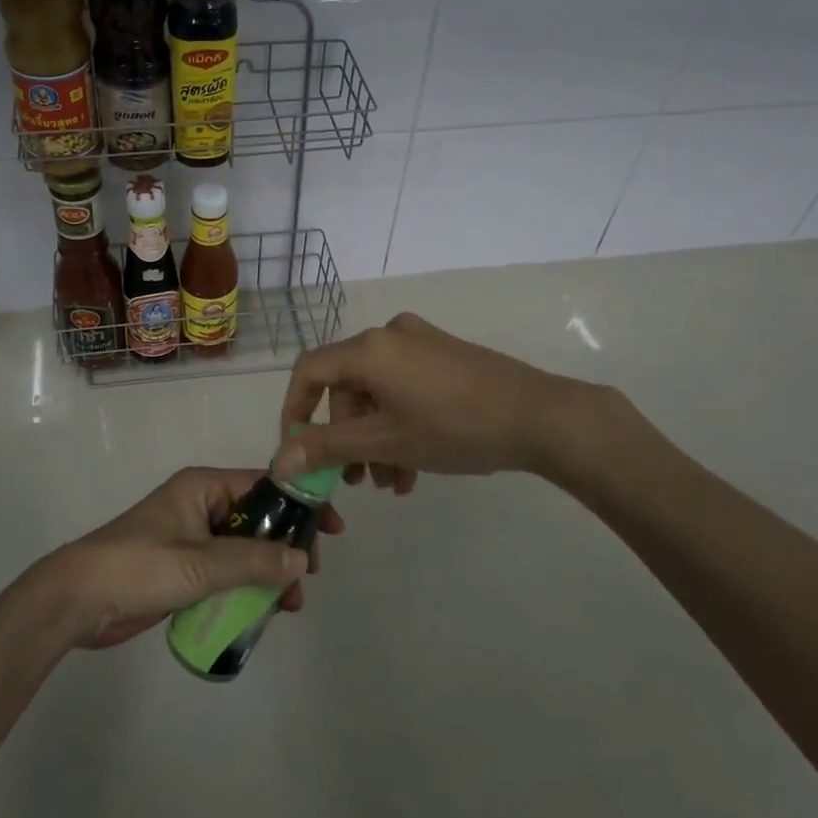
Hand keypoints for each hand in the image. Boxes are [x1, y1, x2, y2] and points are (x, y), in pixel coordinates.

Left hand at [25, 467, 344, 650]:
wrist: (77, 600)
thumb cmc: (138, 566)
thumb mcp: (199, 564)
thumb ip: (252, 561)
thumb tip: (301, 558)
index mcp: (203, 487)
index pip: (264, 485)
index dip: (299, 504)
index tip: (332, 529)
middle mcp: (201, 505)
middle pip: (258, 519)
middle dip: (286, 546)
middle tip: (309, 577)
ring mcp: (192, 538)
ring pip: (245, 549)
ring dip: (269, 573)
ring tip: (289, 606)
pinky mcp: (183, 568)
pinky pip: (227, 571)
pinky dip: (247, 587)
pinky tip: (263, 612)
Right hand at [276, 312, 643, 491]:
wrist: (539, 416)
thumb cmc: (454, 428)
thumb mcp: (386, 442)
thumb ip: (328, 447)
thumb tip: (279, 460)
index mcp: (368, 349)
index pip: (309, 371)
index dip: (295, 410)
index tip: (298, 451)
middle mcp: (388, 335)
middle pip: (346, 386)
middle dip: (347, 437)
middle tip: (357, 481)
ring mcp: (419, 342)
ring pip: (377, 391)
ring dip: (376, 438)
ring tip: (391, 482)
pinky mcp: (444, 354)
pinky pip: (403, 386)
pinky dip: (399, 422)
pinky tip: (413, 466)